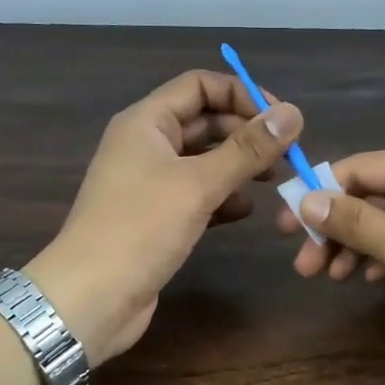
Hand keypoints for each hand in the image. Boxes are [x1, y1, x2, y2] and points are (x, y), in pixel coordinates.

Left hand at [25, 71, 301, 362]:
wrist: (91, 298)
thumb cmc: (140, 228)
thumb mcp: (198, 183)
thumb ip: (247, 149)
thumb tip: (293, 113)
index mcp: (146, 122)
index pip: (199, 86)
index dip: (242, 94)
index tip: (282, 120)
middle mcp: (146, 145)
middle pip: (204, 122)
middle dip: (246, 133)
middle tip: (288, 154)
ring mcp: (149, 183)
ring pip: (203, 160)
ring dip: (239, 166)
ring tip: (274, 180)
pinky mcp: (156, 218)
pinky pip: (197, 195)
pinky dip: (223, 198)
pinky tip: (245, 210)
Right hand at [277, 143, 384, 378]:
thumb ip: (355, 222)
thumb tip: (306, 199)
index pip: (359, 168)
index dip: (317, 195)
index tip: (284, 230)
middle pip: (375, 194)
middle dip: (336, 229)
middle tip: (304, 268)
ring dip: (359, 245)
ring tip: (330, 279)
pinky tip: (368, 277)